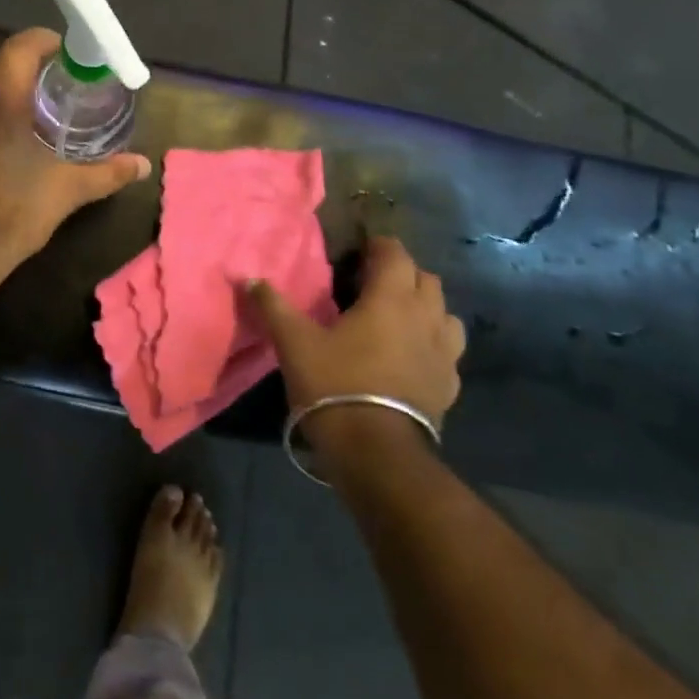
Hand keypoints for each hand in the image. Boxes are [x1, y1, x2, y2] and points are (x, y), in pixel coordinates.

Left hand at [0, 28, 149, 282]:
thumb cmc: (16, 211)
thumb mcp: (69, 189)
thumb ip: (108, 172)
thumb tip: (142, 165)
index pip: (20, 46)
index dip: (48, 41)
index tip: (73, 55)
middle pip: (3, 64)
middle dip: (36, 67)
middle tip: (69, 83)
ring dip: (16, 91)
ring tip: (49, 110)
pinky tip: (20, 138)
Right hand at [249, 235, 464, 448]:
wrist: (376, 452)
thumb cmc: (334, 384)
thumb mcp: (294, 342)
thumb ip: (273, 305)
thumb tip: (248, 278)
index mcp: (390, 300)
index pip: (396, 255)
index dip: (379, 246)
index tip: (360, 249)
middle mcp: (425, 319)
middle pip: (426, 280)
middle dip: (403, 273)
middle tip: (372, 282)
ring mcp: (444, 354)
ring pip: (445, 314)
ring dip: (425, 307)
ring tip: (398, 317)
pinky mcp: (450, 386)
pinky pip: (449, 352)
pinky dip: (433, 343)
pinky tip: (412, 356)